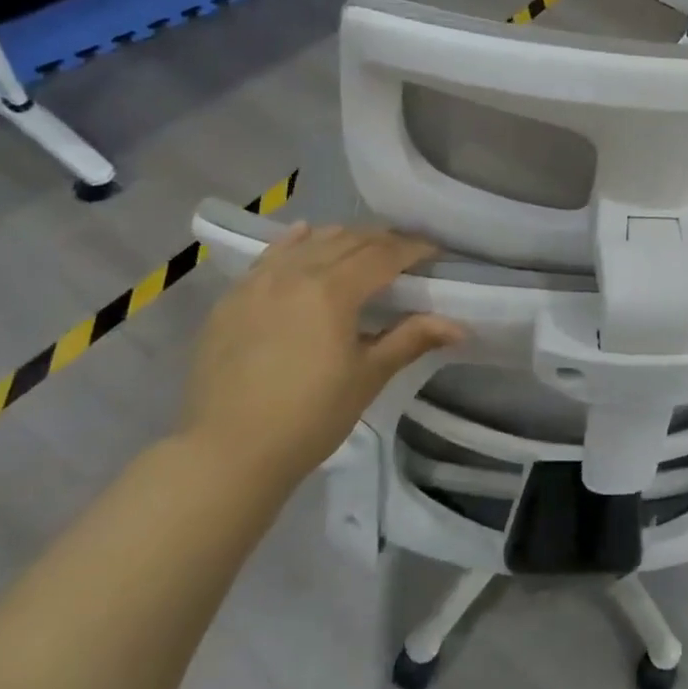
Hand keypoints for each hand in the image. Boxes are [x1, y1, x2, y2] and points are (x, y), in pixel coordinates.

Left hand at [183, 223, 463, 492]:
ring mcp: (258, 283)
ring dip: (343, 238)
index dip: (413, 249)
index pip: (383, 254)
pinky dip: (294, 243)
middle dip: (383, 241)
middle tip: (406, 252)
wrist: (227, 453)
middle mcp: (295, 273)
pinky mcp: (232, 299)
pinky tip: (305, 235)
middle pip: (348, 241)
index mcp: (333, 290)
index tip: (435, 252)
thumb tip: (460, 326)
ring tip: (363, 247)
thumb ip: (412, 339)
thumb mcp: (368, 377)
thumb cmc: (309, 417)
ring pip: (310, 242)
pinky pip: (270, 256)